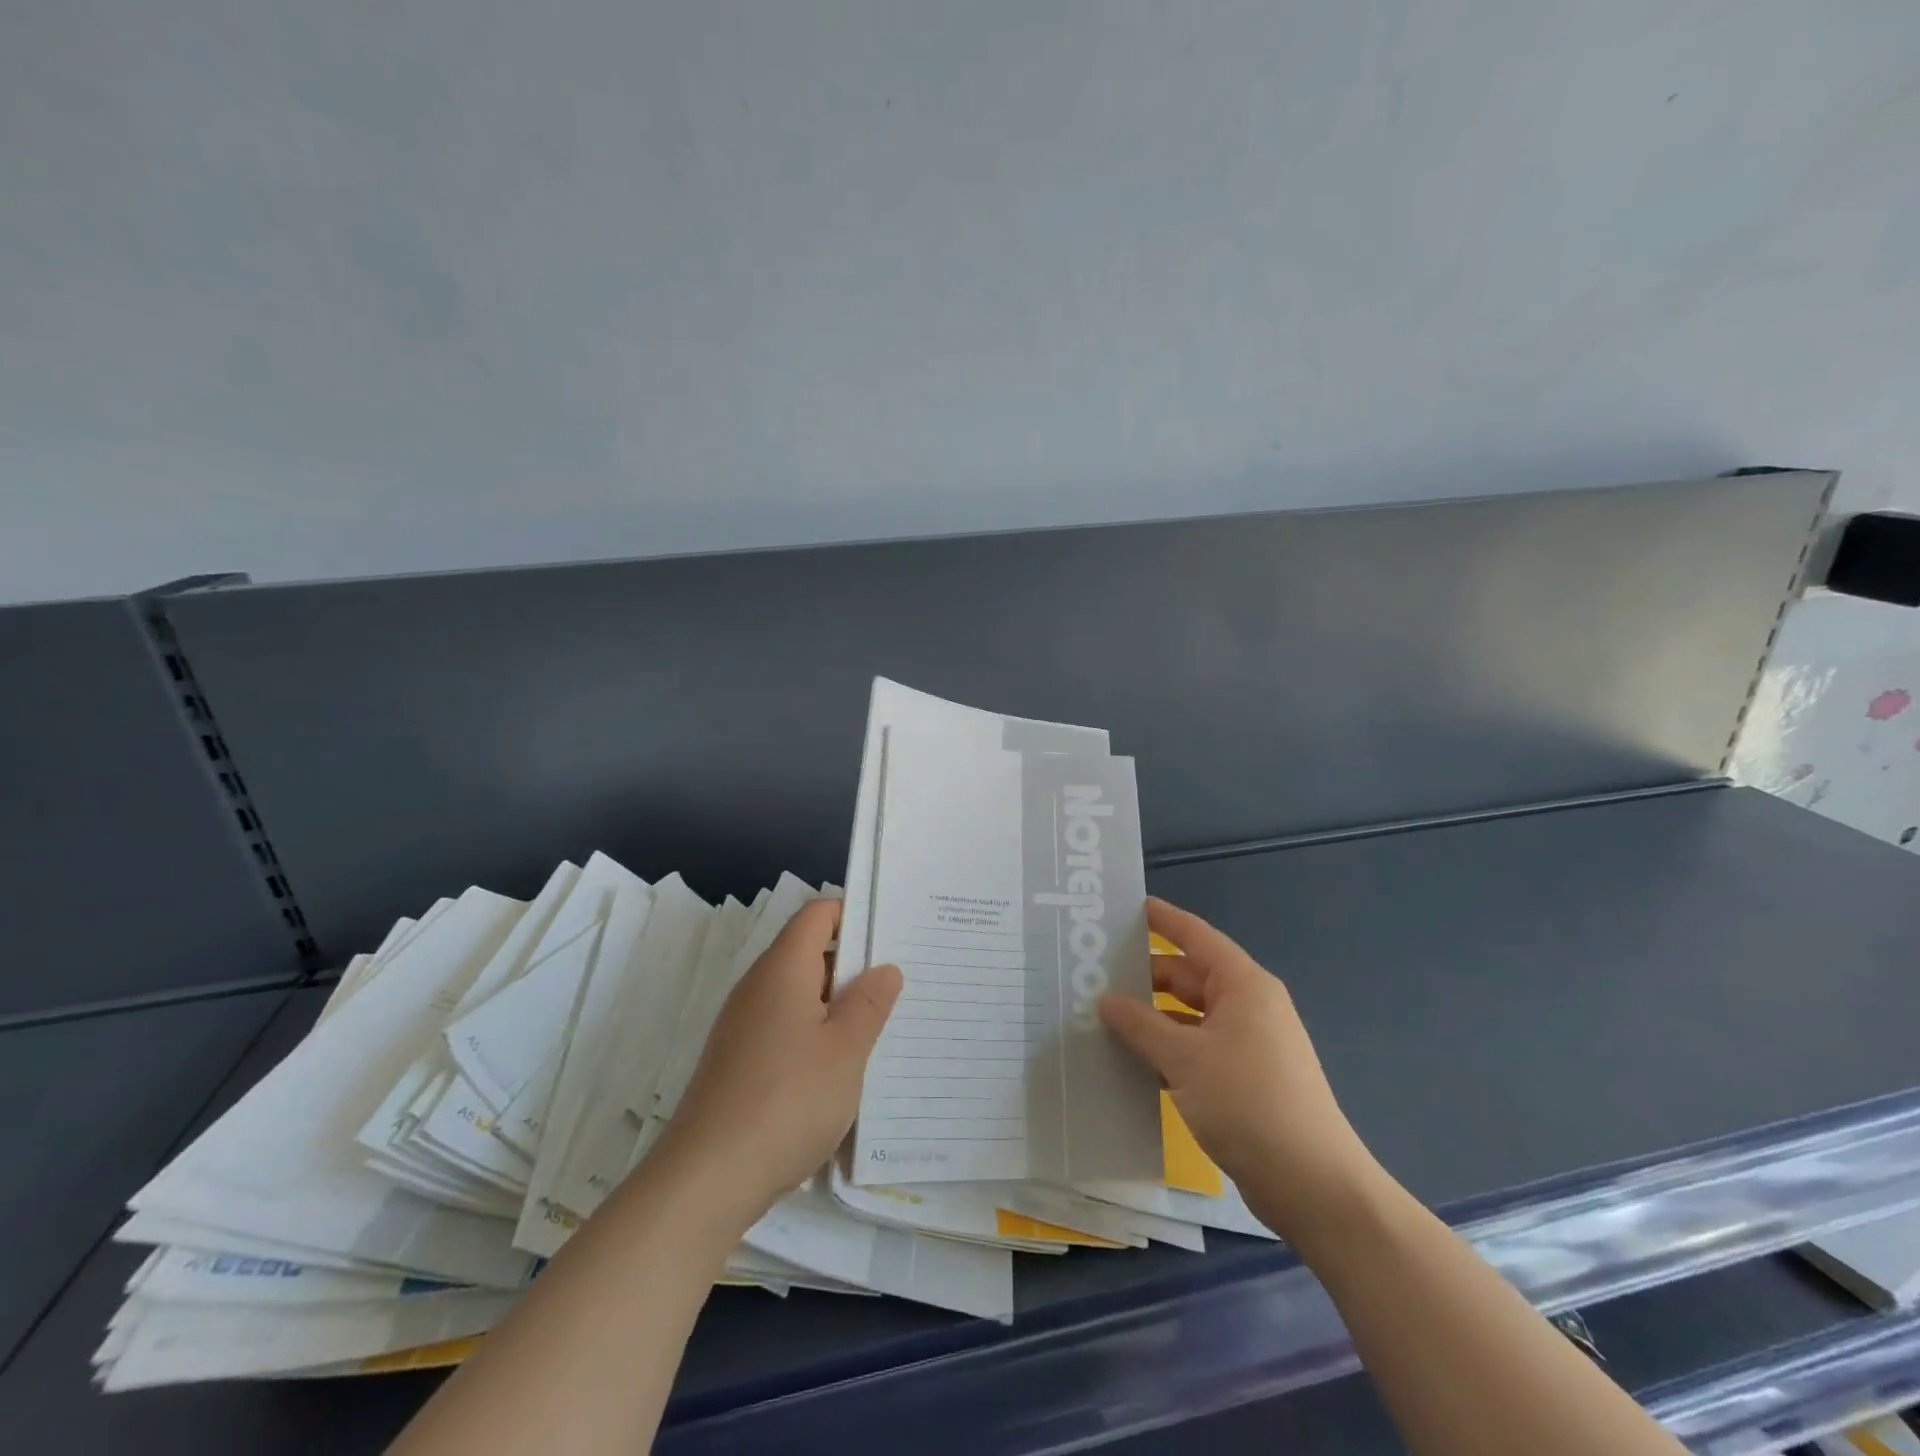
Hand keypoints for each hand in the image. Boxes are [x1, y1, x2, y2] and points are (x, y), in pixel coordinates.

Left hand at [664, 898, 901, 1218]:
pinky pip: (785, 1027)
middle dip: (854, 964)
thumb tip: (885, 968)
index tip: (891, 935)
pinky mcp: (738, 1061)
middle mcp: (758, 987)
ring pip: (799, 994)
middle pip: (809, 952)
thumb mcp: (846, 1050)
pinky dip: (816, 1034)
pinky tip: (841, 1067)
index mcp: (783, 969)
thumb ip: (870, 1003)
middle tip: (900, 983)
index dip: (853, 914)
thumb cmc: (787, 1100)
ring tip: (880, 1026)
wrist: (707, 1178)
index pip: (817, 915)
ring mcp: (744, 1025)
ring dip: (838, 1004)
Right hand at [1099, 897, 1382, 1243]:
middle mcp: (1248, 1007)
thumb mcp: (1184, 1058)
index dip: (1164, 920)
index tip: (1129, 908)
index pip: (1196, 937)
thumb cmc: (1249, 1103)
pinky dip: (1168, 1050)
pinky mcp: (1245, 1081)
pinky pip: (1197, 1049)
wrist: (1312, 1186)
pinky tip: (1133, 1062)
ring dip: (1153, 1019)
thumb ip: (1140, 1025)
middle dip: (1146, 978)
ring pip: (1190, 1017)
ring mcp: (1249, 1045)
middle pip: (1189, 978)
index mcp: (1243, 986)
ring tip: (1104, 1018)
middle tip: (1096, 975)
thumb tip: (1105, 1000)